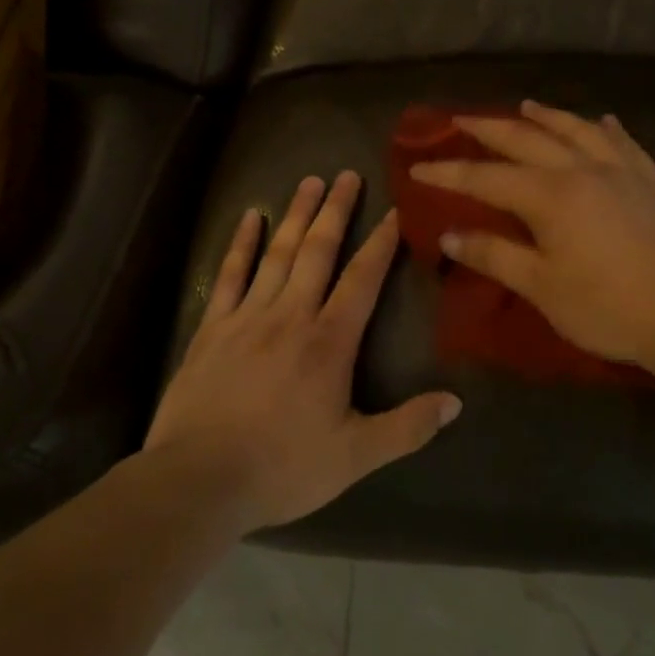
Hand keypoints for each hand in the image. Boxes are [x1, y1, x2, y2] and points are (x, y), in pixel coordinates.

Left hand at [145, 171, 462, 532]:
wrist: (198, 481)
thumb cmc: (282, 467)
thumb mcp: (356, 457)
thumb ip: (408, 427)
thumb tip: (457, 402)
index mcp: (329, 342)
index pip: (362, 279)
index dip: (381, 243)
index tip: (395, 211)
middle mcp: (291, 315)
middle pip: (318, 251)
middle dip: (336, 211)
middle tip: (347, 174)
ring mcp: (247, 316)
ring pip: (277, 253)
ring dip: (295, 214)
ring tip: (310, 181)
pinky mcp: (211, 328)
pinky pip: (229, 275)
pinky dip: (240, 244)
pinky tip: (249, 216)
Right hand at [410, 101, 654, 370]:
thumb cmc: (607, 307)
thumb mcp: (542, 287)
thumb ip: (494, 255)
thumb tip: (449, 235)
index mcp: (550, 195)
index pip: (486, 178)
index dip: (449, 173)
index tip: (417, 167)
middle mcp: (581, 169)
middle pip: (526, 140)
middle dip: (489, 130)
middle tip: (460, 119)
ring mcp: (621, 171)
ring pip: (576, 130)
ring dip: (546, 117)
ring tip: (525, 106)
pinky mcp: (651, 182)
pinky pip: (624, 143)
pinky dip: (605, 128)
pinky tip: (602, 121)